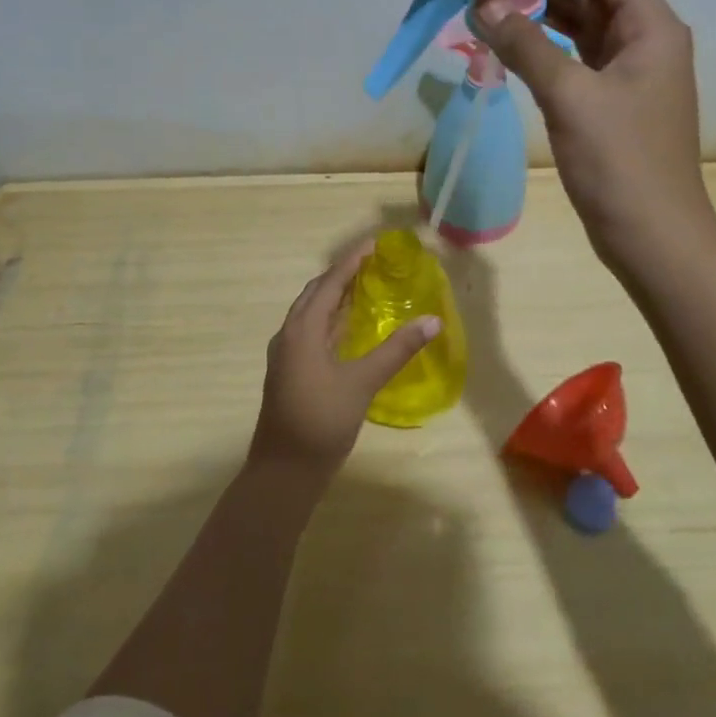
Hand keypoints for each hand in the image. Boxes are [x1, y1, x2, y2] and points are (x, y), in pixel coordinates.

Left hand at [248, 242, 441, 480]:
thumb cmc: (321, 421)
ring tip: (363, 287)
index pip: (329, 283)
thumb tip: (432, 320)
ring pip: (310, 314)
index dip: (351, 261)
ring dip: (333, 297)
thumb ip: (397, 349)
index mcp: (302, 330)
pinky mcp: (288, 372)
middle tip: (371, 264)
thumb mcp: (363, 383)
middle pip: (315, 293)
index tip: (374, 244)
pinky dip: (329, 320)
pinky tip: (348, 329)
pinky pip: (309, 331)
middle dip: (340, 275)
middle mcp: (289, 335)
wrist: (283, 472)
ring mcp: (285, 355)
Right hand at [476, 0, 715, 271]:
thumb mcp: (570, 96)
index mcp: (652, 27)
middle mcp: (646, 42)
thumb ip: (526, 45)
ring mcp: (631, 75)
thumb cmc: (620, 161)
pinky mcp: (613, 104)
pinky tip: (512, 47)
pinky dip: (547, 50)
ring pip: (583, 28)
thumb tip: (484, 5)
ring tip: (490, 7)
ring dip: (542, 16)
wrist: (653, 237)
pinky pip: (578, 60)